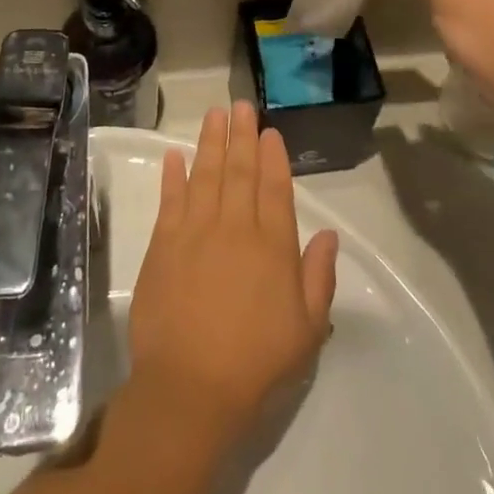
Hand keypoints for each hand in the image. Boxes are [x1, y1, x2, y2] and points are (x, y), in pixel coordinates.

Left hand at [127, 103, 338, 452]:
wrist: (191, 387)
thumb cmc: (256, 362)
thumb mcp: (307, 329)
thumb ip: (319, 277)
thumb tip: (330, 235)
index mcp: (272, 246)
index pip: (275, 188)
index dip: (273, 157)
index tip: (269, 132)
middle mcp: (235, 228)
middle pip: (239, 171)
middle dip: (242, 136)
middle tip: (241, 106)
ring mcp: (195, 232)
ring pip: (206, 175)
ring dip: (210, 142)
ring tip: (214, 115)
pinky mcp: (163, 244)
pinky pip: (170, 199)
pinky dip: (173, 175)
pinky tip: (174, 155)